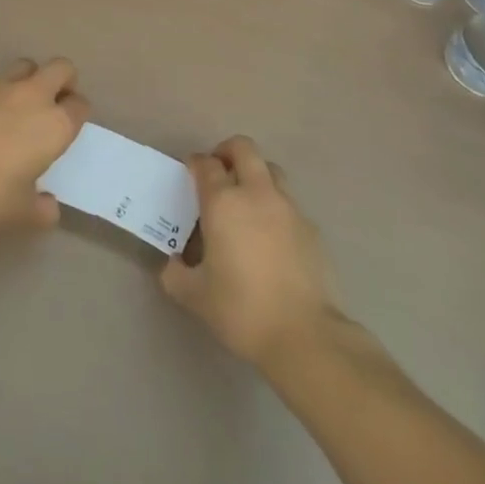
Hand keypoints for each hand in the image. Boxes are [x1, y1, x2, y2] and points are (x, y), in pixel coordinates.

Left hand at [0, 58, 87, 229]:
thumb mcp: (21, 213)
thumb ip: (42, 209)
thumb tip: (49, 207)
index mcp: (55, 125)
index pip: (80, 105)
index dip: (75, 112)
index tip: (66, 126)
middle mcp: (33, 96)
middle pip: (61, 68)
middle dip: (61, 80)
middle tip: (50, 102)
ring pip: (25, 66)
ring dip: (27, 80)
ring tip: (14, 105)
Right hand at [160, 136, 339, 370]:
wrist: (304, 334)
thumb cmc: (241, 309)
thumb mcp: (194, 296)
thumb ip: (175, 274)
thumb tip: (173, 263)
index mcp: (223, 202)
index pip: (206, 164)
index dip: (195, 163)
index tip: (189, 173)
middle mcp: (256, 193)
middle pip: (243, 149)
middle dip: (227, 152)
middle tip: (218, 173)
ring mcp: (288, 207)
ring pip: (270, 170)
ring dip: (254, 174)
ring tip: (245, 201)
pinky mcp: (311, 227)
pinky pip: (288, 202)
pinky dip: (275, 206)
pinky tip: (269, 236)